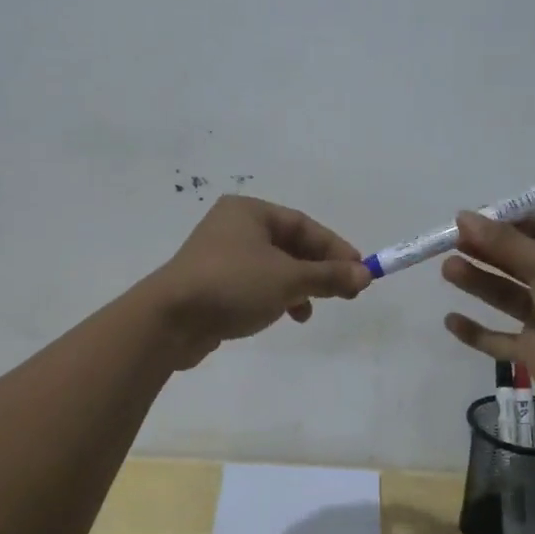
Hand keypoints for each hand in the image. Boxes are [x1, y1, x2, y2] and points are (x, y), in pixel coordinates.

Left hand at [149, 196, 372, 368]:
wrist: (169, 321)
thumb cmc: (232, 285)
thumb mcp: (288, 279)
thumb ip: (328, 276)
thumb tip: (365, 275)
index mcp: (249, 212)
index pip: (303, 225)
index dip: (335, 248)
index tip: (359, 271)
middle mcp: (234, 227)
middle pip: (290, 245)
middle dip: (318, 269)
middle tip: (345, 292)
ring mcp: (221, 257)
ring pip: (274, 267)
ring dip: (299, 286)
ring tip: (310, 310)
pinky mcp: (214, 285)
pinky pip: (256, 285)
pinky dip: (276, 297)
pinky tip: (286, 316)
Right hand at [441, 212, 534, 421]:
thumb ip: (503, 242)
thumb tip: (463, 216)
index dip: (503, 224)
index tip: (469, 220)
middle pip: (516, 262)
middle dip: (485, 250)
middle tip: (450, 241)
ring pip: (505, 296)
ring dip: (478, 282)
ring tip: (447, 269)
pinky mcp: (534, 352)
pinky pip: (499, 340)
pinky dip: (477, 332)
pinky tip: (451, 320)